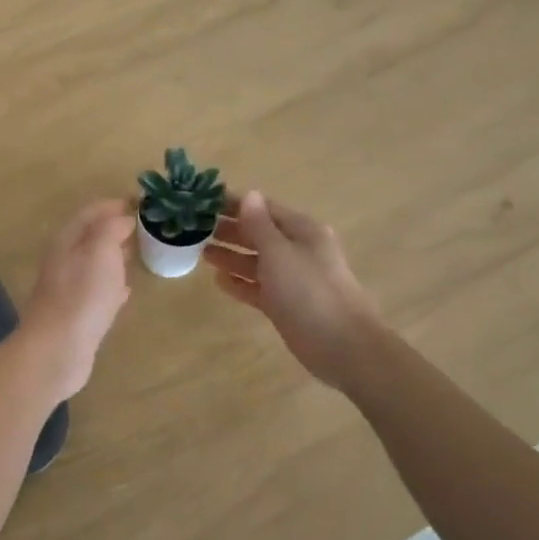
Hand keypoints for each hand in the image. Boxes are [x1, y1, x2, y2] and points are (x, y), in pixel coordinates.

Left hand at [19, 200, 134, 400]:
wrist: (58, 349)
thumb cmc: (82, 295)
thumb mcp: (100, 251)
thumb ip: (111, 229)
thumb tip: (123, 217)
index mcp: (67, 241)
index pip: (91, 213)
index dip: (114, 204)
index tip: (141, 202)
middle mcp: (64, 260)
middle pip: (91, 237)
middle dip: (115, 229)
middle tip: (144, 227)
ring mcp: (69, 288)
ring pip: (94, 264)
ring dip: (115, 256)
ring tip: (139, 253)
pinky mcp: (76, 314)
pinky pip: (97, 291)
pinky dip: (112, 285)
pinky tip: (126, 290)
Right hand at [208, 192, 382, 393]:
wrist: (343, 346)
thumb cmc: (309, 291)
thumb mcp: (279, 252)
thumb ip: (259, 224)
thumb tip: (249, 194)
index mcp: (302, 231)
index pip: (264, 208)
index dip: (235, 204)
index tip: (204, 202)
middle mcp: (297, 251)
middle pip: (259, 234)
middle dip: (230, 230)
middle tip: (195, 228)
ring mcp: (292, 279)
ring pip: (256, 262)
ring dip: (231, 256)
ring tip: (201, 252)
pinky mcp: (285, 304)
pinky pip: (258, 287)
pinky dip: (240, 283)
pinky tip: (218, 280)